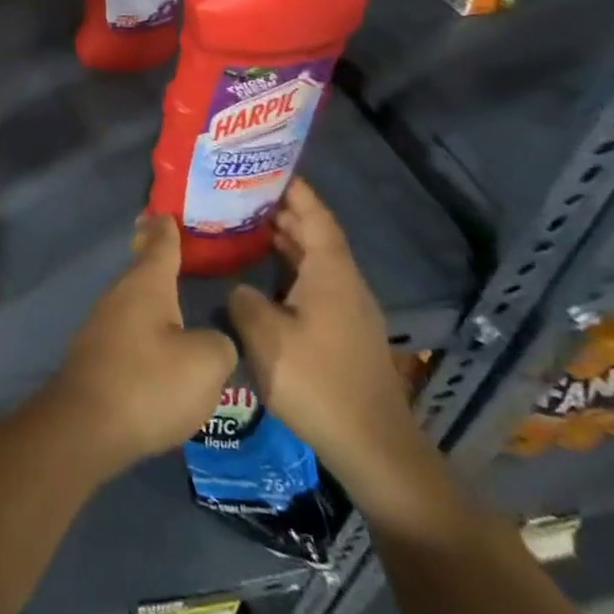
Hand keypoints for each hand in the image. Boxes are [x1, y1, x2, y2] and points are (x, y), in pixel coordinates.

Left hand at [44, 214, 237, 480]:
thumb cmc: (150, 383)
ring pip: (133, 298)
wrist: (87, 425)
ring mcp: (103, 324)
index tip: (168, 211)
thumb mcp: (206, 363)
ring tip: (173, 289)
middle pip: (142, 268)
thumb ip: (220, 342)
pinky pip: (128, 325)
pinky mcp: (98, 353)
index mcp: (146, 285)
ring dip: (151, 291)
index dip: (168, 229)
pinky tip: (159, 336)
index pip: (161, 245)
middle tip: (174, 243)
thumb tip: (211, 339)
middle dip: (156, 255)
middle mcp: (120, 295)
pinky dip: (145, 321)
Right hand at [226, 180, 436, 512]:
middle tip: (244, 194)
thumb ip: (244, 300)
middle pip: (317, 235)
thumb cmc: (318, 382)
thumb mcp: (265, 337)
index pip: (316, 217)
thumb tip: (240, 288)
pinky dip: (291, 269)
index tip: (269, 167)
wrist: (373, 446)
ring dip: (287, 241)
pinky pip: (315, 284)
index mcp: (331, 274)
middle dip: (285, 211)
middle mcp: (345, 283)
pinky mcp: (345, 333)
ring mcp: (349, 310)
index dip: (295, 190)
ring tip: (248, 226)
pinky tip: (264, 277)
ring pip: (316, 261)